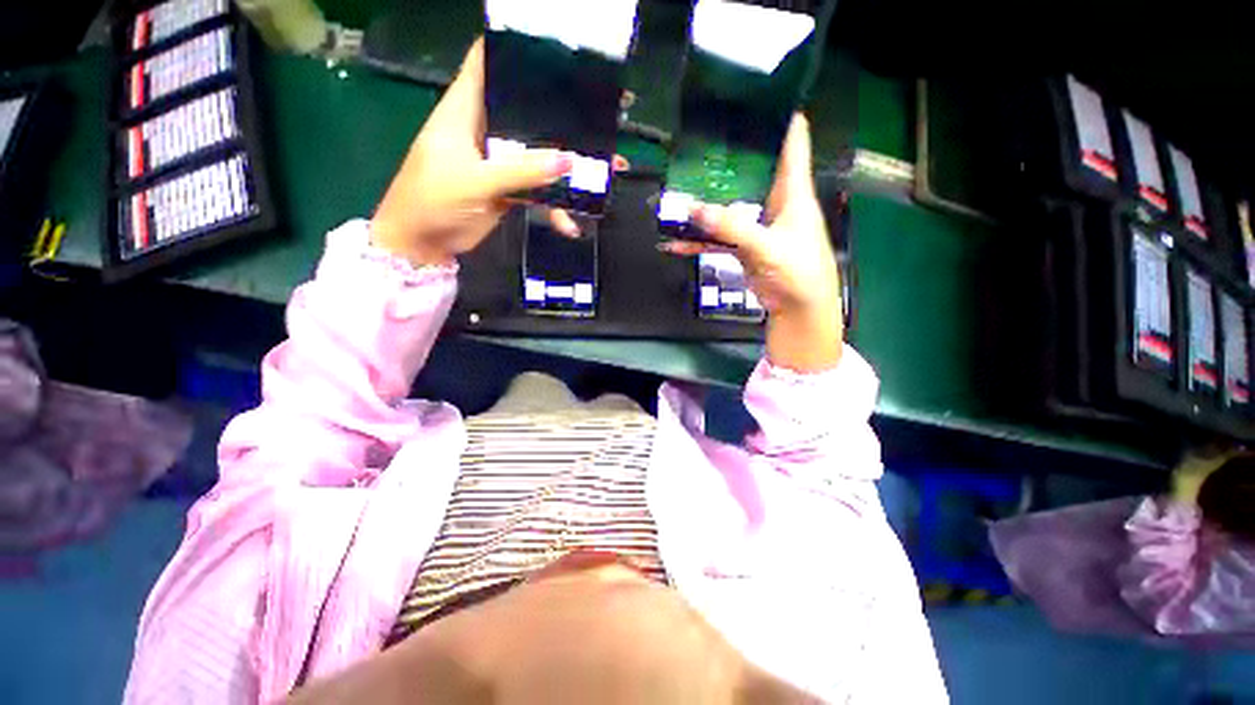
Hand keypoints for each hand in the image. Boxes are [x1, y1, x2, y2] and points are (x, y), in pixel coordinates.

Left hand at [371, 39, 581, 266]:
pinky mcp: (509, 189)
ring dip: (569, 167)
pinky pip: (540, 191)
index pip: (487, 63)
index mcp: (466, 109)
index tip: (555, 51)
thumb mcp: (475, 180)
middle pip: (526, 111)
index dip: (515, 50)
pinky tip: (570, 224)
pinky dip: (555, 207)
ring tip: (608, 171)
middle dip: (561, 114)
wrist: (424, 243)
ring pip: (539, 155)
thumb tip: (568, 161)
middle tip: (600, 115)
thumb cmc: (432, 199)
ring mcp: (499, 162)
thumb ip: (521, 170)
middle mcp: (485, 129)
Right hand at [661, 115, 843, 372]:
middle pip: (752, 171)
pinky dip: (699, 241)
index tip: (753, 95)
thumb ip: (731, 228)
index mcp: (792, 191)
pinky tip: (675, 244)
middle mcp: (774, 202)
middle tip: (698, 143)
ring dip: (705, 206)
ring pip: (729, 207)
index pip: (792, 141)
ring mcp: (756, 225)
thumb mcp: (766, 246)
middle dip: (728, 159)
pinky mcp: (744, 247)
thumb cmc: (797, 270)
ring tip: (676, 195)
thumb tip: (693, 209)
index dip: (779, 116)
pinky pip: (718, 239)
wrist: (798, 308)